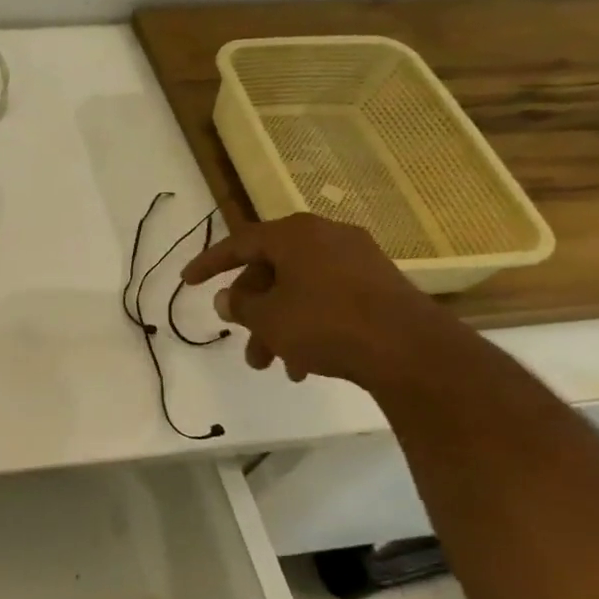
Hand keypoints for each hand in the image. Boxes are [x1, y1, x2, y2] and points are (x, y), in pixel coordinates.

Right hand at [181, 213, 463, 389]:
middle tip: (240, 336)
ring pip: (299, 288)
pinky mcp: (379, 285)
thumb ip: (240, 306)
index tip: (187, 281)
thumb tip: (227, 299)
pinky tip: (305, 363)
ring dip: (278, 324)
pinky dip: (308, 323)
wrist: (410, 350)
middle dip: (252, 309)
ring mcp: (357, 260)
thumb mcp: (268, 318)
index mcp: (295, 235)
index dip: (209, 264)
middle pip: (271, 269)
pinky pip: (327, 298)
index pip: (239, 243)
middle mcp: (326, 237)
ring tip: (271, 364)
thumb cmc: (326, 324)